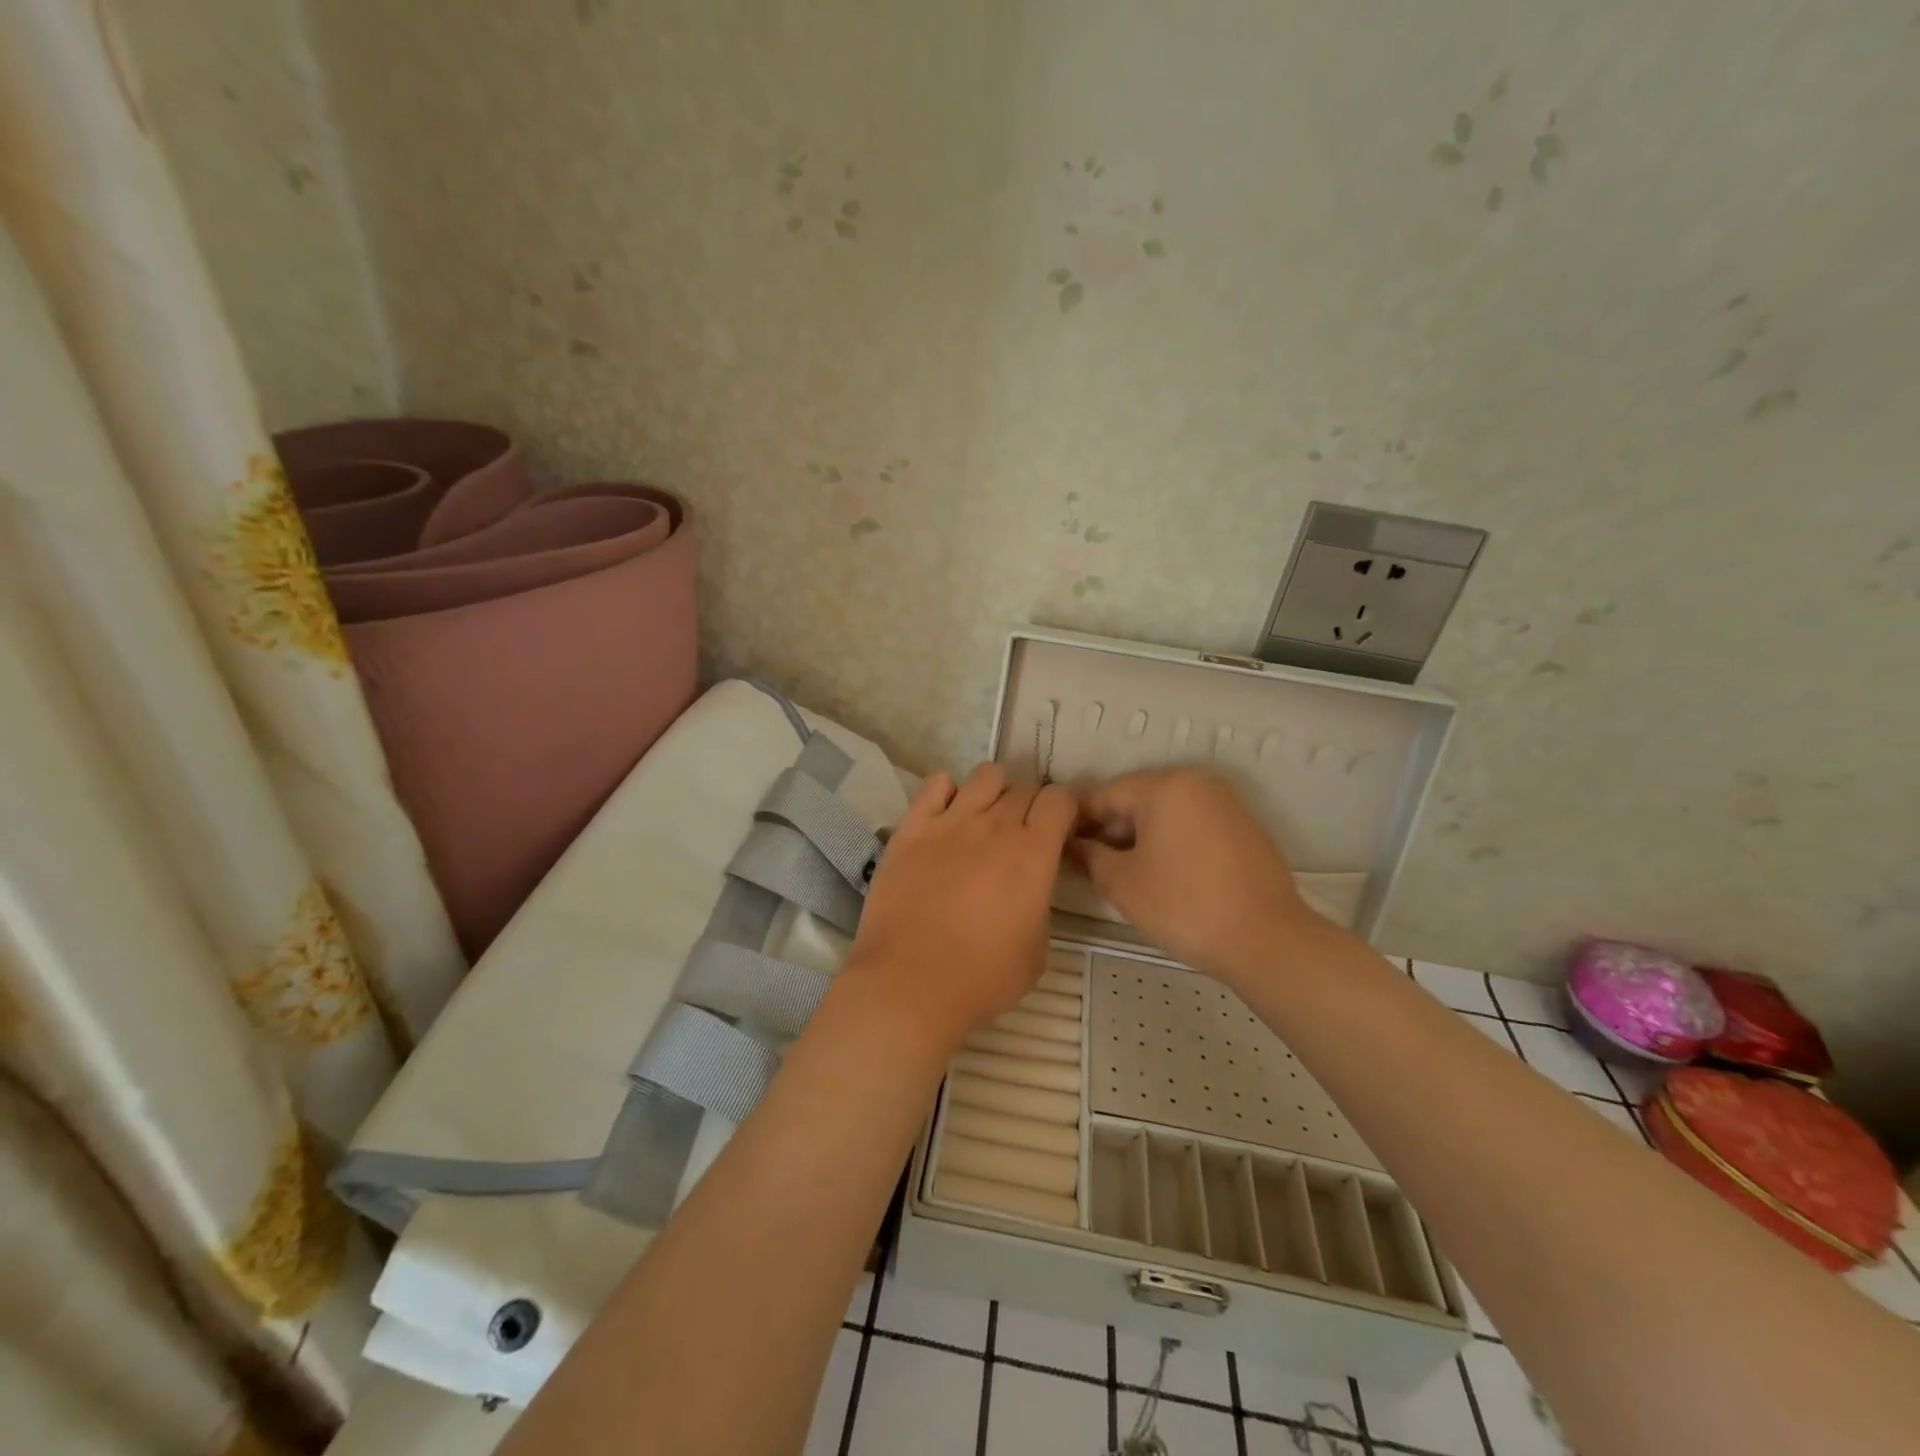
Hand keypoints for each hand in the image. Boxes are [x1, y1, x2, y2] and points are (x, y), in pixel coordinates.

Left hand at [840, 763, 1077, 1049]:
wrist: (910, 983)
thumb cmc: (982, 977)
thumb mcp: (1038, 951)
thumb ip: (1040, 905)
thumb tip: (1029, 888)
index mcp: (1034, 853)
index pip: (1060, 799)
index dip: (1065, 811)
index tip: (1060, 832)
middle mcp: (996, 826)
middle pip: (1024, 787)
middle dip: (1031, 806)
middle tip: (1022, 835)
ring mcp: (951, 821)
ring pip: (985, 775)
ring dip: (995, 791)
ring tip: (986, 818)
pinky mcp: (912, 827)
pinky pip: (935, 784)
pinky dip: (947, 792)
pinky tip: (946, 817)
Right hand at [1071, 769, 1313, 980]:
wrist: (1266, 940)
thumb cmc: (1183, 905)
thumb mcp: (1122, 883)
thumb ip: (1090, 856)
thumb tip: (1074, 845)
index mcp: (1164, 786)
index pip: (1104, 795)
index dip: (1077, 821)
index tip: (1060, 847)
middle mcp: (1196, 783)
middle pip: (1137, 798)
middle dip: (1110, 828)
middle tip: (1089, 864)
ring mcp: (1225, 804)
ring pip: (1166, 812)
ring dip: (1139, 836)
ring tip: (1123, 872)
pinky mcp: (1244, 828)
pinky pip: (1193, 825)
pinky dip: (1171, 841)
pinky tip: (1163, 874)